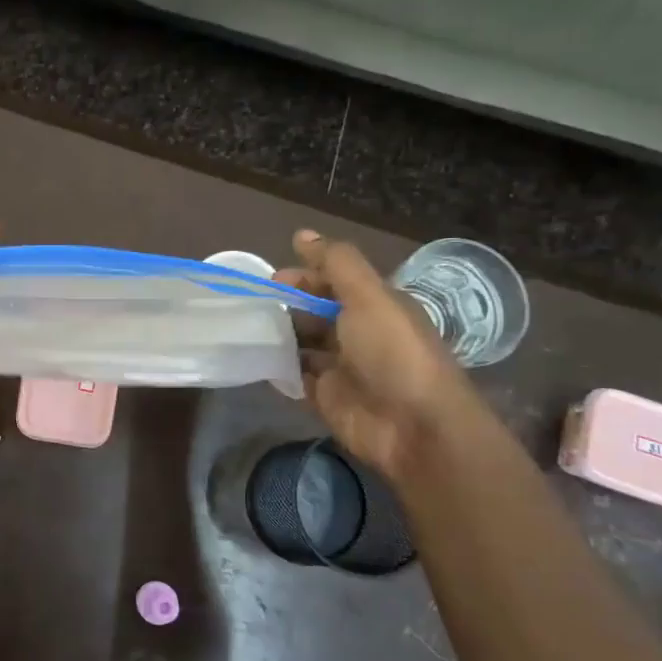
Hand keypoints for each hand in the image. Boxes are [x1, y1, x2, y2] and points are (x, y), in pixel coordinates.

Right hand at [274, 229, 473, 476]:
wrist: (414, 427)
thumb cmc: (393, 353)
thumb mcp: (368, 297)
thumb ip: (336, 264)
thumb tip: (302, 233)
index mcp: (375, 306)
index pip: (335, 282)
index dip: (306, 275)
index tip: (273, 279)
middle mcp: (358, 333)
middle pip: (316, 312)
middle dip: (287, 305)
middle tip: (255, 305)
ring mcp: (342, 367)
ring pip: (303, 344)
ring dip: (279, 336)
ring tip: (247, 329)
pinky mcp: (327, 398)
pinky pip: (296, 378)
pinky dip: (278, 369)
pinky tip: (255, 359)